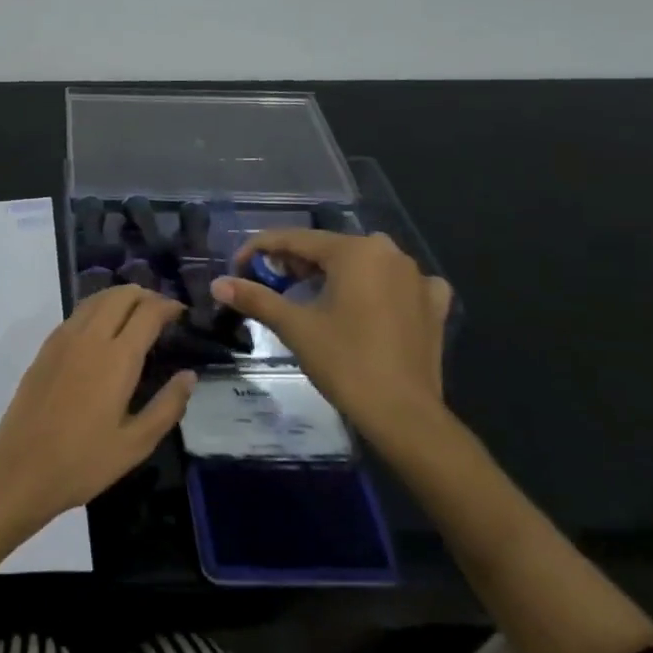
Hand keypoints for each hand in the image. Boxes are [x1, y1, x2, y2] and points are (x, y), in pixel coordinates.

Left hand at [0, 286, 196, 526]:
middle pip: (120, 296)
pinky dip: (96, 310)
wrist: (21, 470)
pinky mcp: (44, 351)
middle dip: (145, 295)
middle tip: (161, 311)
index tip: (182, 313)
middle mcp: (89, 338)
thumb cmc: (84, 462)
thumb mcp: (136, 444)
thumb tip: (188, 375)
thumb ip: (167, 406)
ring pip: (94, 300)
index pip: (147, 312)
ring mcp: (62, 341)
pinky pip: (76, 315)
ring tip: (135, 314)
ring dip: (119, 298)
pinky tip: (102, 331)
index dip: (168, 306)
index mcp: (116, 358)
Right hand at [212, 230, 451, 438]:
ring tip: (310, 295)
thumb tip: (218, 284)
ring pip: (364, 264)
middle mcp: (390, 253)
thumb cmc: (344, 362)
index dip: (260, 249)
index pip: (296, 239)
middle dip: (296, 263)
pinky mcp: (434, 305)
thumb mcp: (294, 326)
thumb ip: (255, 298)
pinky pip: (399, 283)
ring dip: (334, 274)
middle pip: (330, 249)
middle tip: (270, 285)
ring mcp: (418, 278)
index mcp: (355, 252)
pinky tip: (369, 304)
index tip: (237, 268)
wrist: (403, 413)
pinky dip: (377, 288)